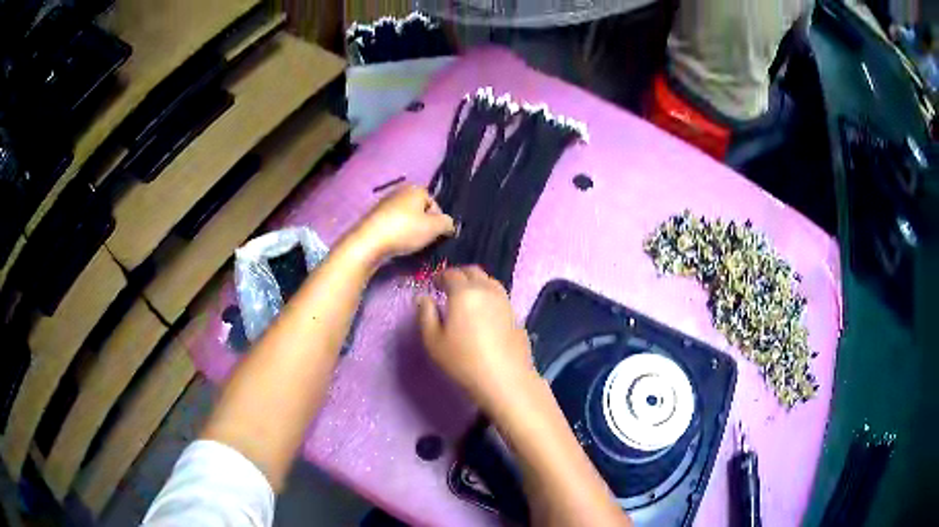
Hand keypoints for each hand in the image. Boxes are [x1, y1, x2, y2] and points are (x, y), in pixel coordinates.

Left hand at [351, 184, 454, 261]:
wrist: (369, 242)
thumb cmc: (405, 230)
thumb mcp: (435, 227)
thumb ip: (448, 224)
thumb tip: (450, 225)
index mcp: (415, 189)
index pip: (435, 205)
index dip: (439, 222)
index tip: (437, 237)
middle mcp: (400, 191)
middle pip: (420, 212)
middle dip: (424, 227)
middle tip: (425, 243)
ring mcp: (385, 204)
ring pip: (406, 220)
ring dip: (410, 233)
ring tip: (410, 246)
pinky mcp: (374, 218)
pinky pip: (393, 226)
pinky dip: (397, 235)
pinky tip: (396, 246)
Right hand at [417, 266, 536, 411]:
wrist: (505, 380)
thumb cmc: (463, 361)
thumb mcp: (433, 341)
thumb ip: (425, 315)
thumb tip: (423, 297)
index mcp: (464, 292)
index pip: (451, 274)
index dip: (440, 276)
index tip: (433, 284)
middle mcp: (487, 290)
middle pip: (473, 272)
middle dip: (459, 275)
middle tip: (448, 287)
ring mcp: (505, 301)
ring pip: (489, 281)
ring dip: (476, 283)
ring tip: (467, 298)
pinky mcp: (516, 315)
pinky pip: (499, 296)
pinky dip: (488, 295)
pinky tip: (484, 312)